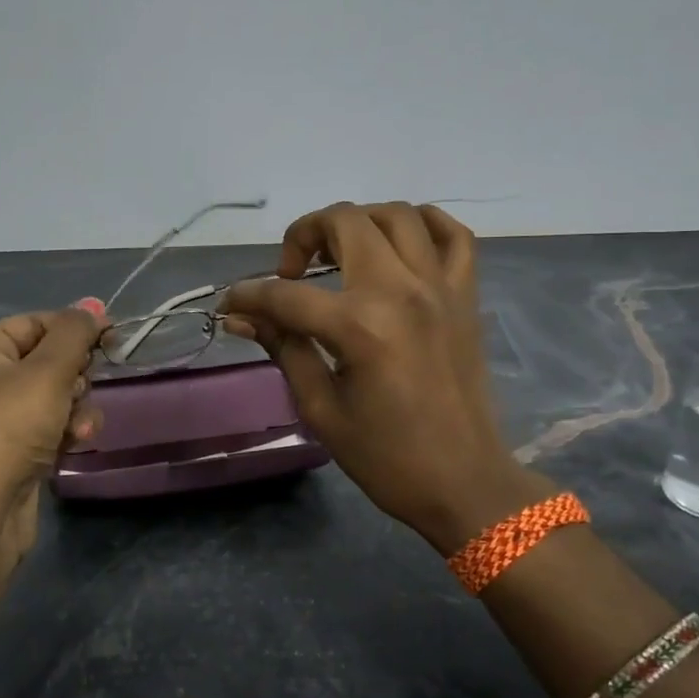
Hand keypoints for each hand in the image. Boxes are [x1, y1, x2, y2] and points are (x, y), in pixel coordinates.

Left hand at [0, 307, 102, 558]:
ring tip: (77, 428)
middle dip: (77, 376)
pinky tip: (74, 444)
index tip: (113, 340)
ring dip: (79, 407)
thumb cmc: (9, 428)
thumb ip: (75, 333)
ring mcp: (4, 413)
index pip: (40, 321)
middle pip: (53, 358)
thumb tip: (93, 304)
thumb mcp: (47, 371)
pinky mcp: (20, 445)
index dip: (77, 329)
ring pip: (61, 393)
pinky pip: (56, 422)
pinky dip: (70, 429)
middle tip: (76, 391)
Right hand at [222, 202, 552, 554]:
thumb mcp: (321, 408)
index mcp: (360, 327)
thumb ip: (284, 348)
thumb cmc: (386, 457)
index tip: (231, 304)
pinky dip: (424, 225)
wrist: (463, 482)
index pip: (287, 294)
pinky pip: (453, 235)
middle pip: (346, 223)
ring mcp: (441, 288)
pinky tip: (399, 243)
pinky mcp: (466, 297)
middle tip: (291, 272)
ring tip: (340, 253)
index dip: (249, 296)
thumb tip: (242, 318)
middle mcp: (402, 291)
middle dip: (304, 235)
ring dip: (359, 222)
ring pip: (398, 215)